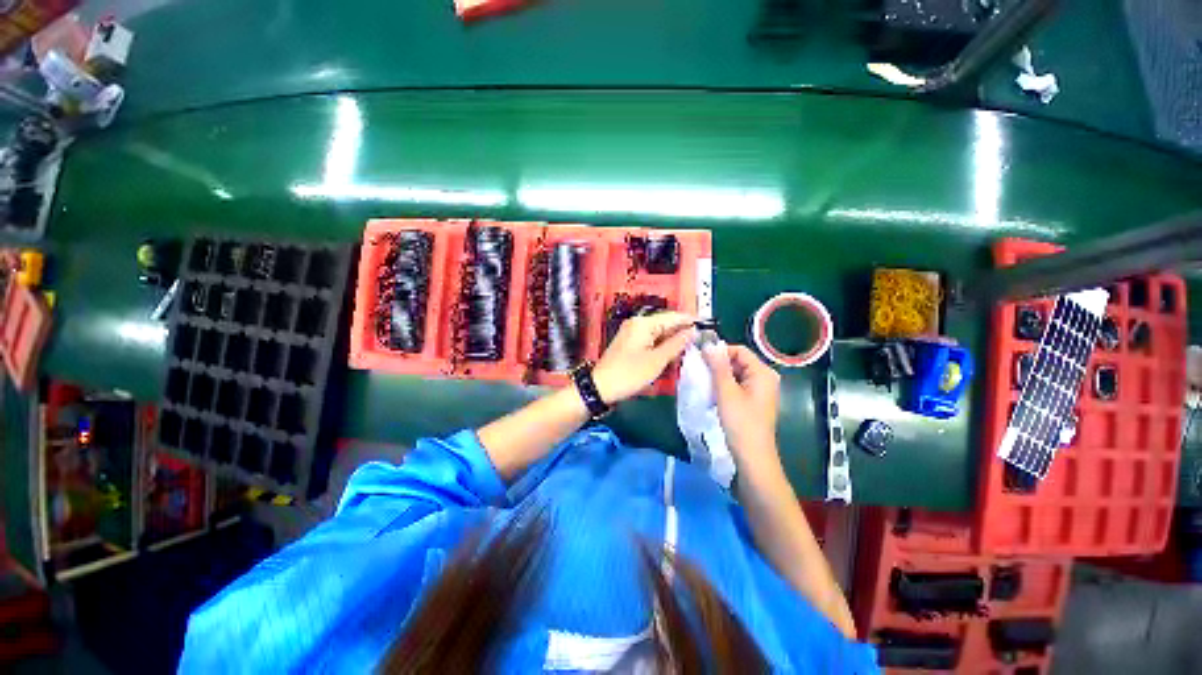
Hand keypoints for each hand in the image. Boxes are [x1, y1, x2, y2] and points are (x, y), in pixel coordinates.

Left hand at [592, 312, 695, 403]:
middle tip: (701, 342)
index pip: (673, 316)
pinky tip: (671, 355)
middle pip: (665, 323)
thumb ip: (676, 344)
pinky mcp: (629, 342)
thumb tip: (692, 331)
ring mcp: (631, 332)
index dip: (690, 321)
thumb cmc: (630, 373)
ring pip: (659, 332)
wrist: (601, 387)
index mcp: (643, 323)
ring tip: (690, 349)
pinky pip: (651, 339)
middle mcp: (637, 323)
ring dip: (672, 340)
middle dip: (682, 332)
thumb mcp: (657, 361)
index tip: (707, 326)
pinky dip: (662, 345)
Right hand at [702, 343, 782, 473]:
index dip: (719, 352)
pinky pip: (738, 385)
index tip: (700, 360)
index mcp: (763, 372)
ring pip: (736, 374)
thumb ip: (718, 366)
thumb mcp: (726, 391)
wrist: (752, 457)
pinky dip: (725, 386)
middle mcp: (765, 378)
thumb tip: (709, 344)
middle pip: (738, 361)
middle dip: (718, 365)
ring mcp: (761, 391)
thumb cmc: (740, 422)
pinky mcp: (754, 401)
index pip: (739, 350)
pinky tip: (713, 394)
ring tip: (704, 383)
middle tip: (699, 372)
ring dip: (719, 376)